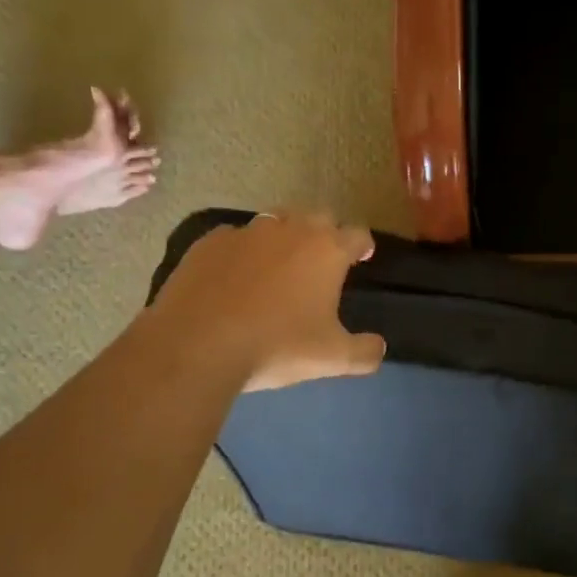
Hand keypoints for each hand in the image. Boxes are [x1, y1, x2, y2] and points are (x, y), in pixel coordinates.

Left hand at [150, 210, 386, 391]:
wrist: (197, 344)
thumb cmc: (277, 346)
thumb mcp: (332, 359)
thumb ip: (364, 352)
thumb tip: (378, 346)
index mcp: (327, 250)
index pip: (357, 234)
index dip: (363, 245)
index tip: (363, 256)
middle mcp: (290, 230)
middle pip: (318, 217)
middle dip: (325, 234)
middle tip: (322, 262)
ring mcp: (247, 232)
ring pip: (275, 222)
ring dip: (284, 238)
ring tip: (278, 267)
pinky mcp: (209, 242)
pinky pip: (235, 239)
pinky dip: (242, 253)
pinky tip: (234, 278)